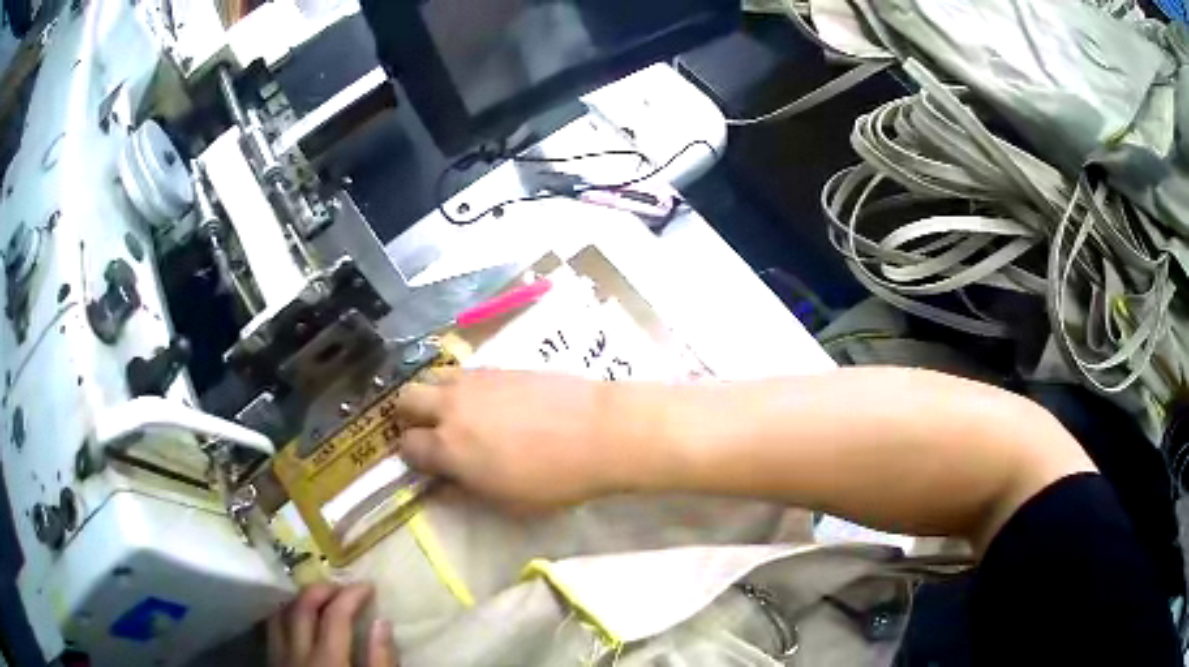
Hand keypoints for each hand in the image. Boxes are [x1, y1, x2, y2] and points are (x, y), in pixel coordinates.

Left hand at [267, 583, 395, 666]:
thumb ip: (379, 660)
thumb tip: (382, 622)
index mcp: (327, 661)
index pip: (335, 615)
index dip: (351, 595)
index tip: (368, 587)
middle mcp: (297, 653)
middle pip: (302, 607)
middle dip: (323, 589)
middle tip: (343, 587)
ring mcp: (280, 658)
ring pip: (281, 613)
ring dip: (299, 599)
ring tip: (319, 597)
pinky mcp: (273, 665)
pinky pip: (273, 629)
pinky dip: (284, 614)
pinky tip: (295, 617)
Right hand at [395, 370, 636, 509]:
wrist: (599, 431)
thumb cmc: (554, 479)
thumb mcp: (506, 502)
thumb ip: (466, 491)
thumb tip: (444, 485)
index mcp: (448, 447)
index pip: (408, 446)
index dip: (413, 456)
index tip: (427, 464)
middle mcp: (452, 407)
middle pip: (406, 399)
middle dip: (410, 416)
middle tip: (430, 431)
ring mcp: (475, 381)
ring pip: (433, 377)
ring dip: (434, 394)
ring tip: (456, 412)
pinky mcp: (499, 366)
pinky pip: (464, 371)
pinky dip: (462, 386)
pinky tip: (486, 400)